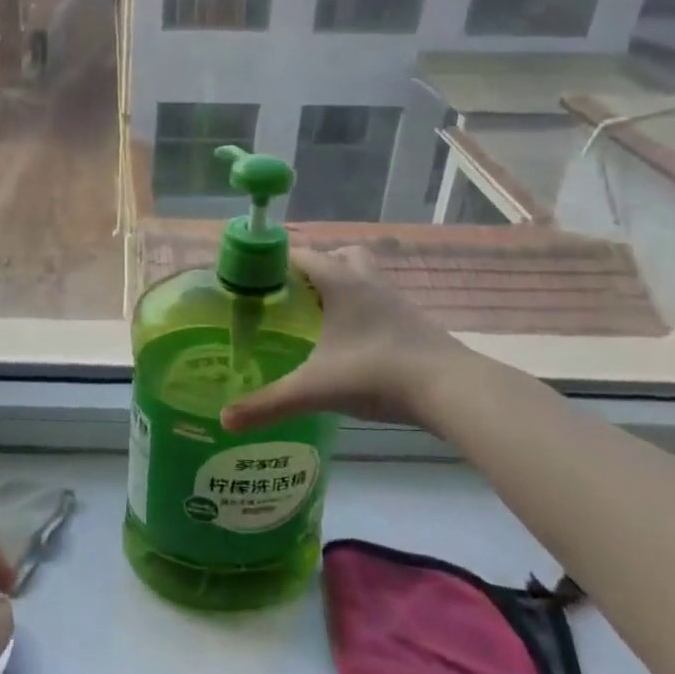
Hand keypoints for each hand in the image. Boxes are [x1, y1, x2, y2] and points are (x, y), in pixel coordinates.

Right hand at [221, 245, 473, 432]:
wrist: (450, 389)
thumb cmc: (375, 374)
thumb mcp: (313, 390)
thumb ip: (267, 403)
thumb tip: (224, 420)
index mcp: (339, 281)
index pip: (300, 253)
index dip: (274, 261)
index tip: (253, 279)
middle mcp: (367, 281)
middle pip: (337, 255)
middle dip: (313, 268)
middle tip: (291, 297)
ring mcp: (395, 299)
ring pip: (364, 274)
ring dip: (342, 285)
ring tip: (320, 317)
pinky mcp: (413, 320)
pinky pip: (380, 300)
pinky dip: (363, 309)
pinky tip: (352, 341)